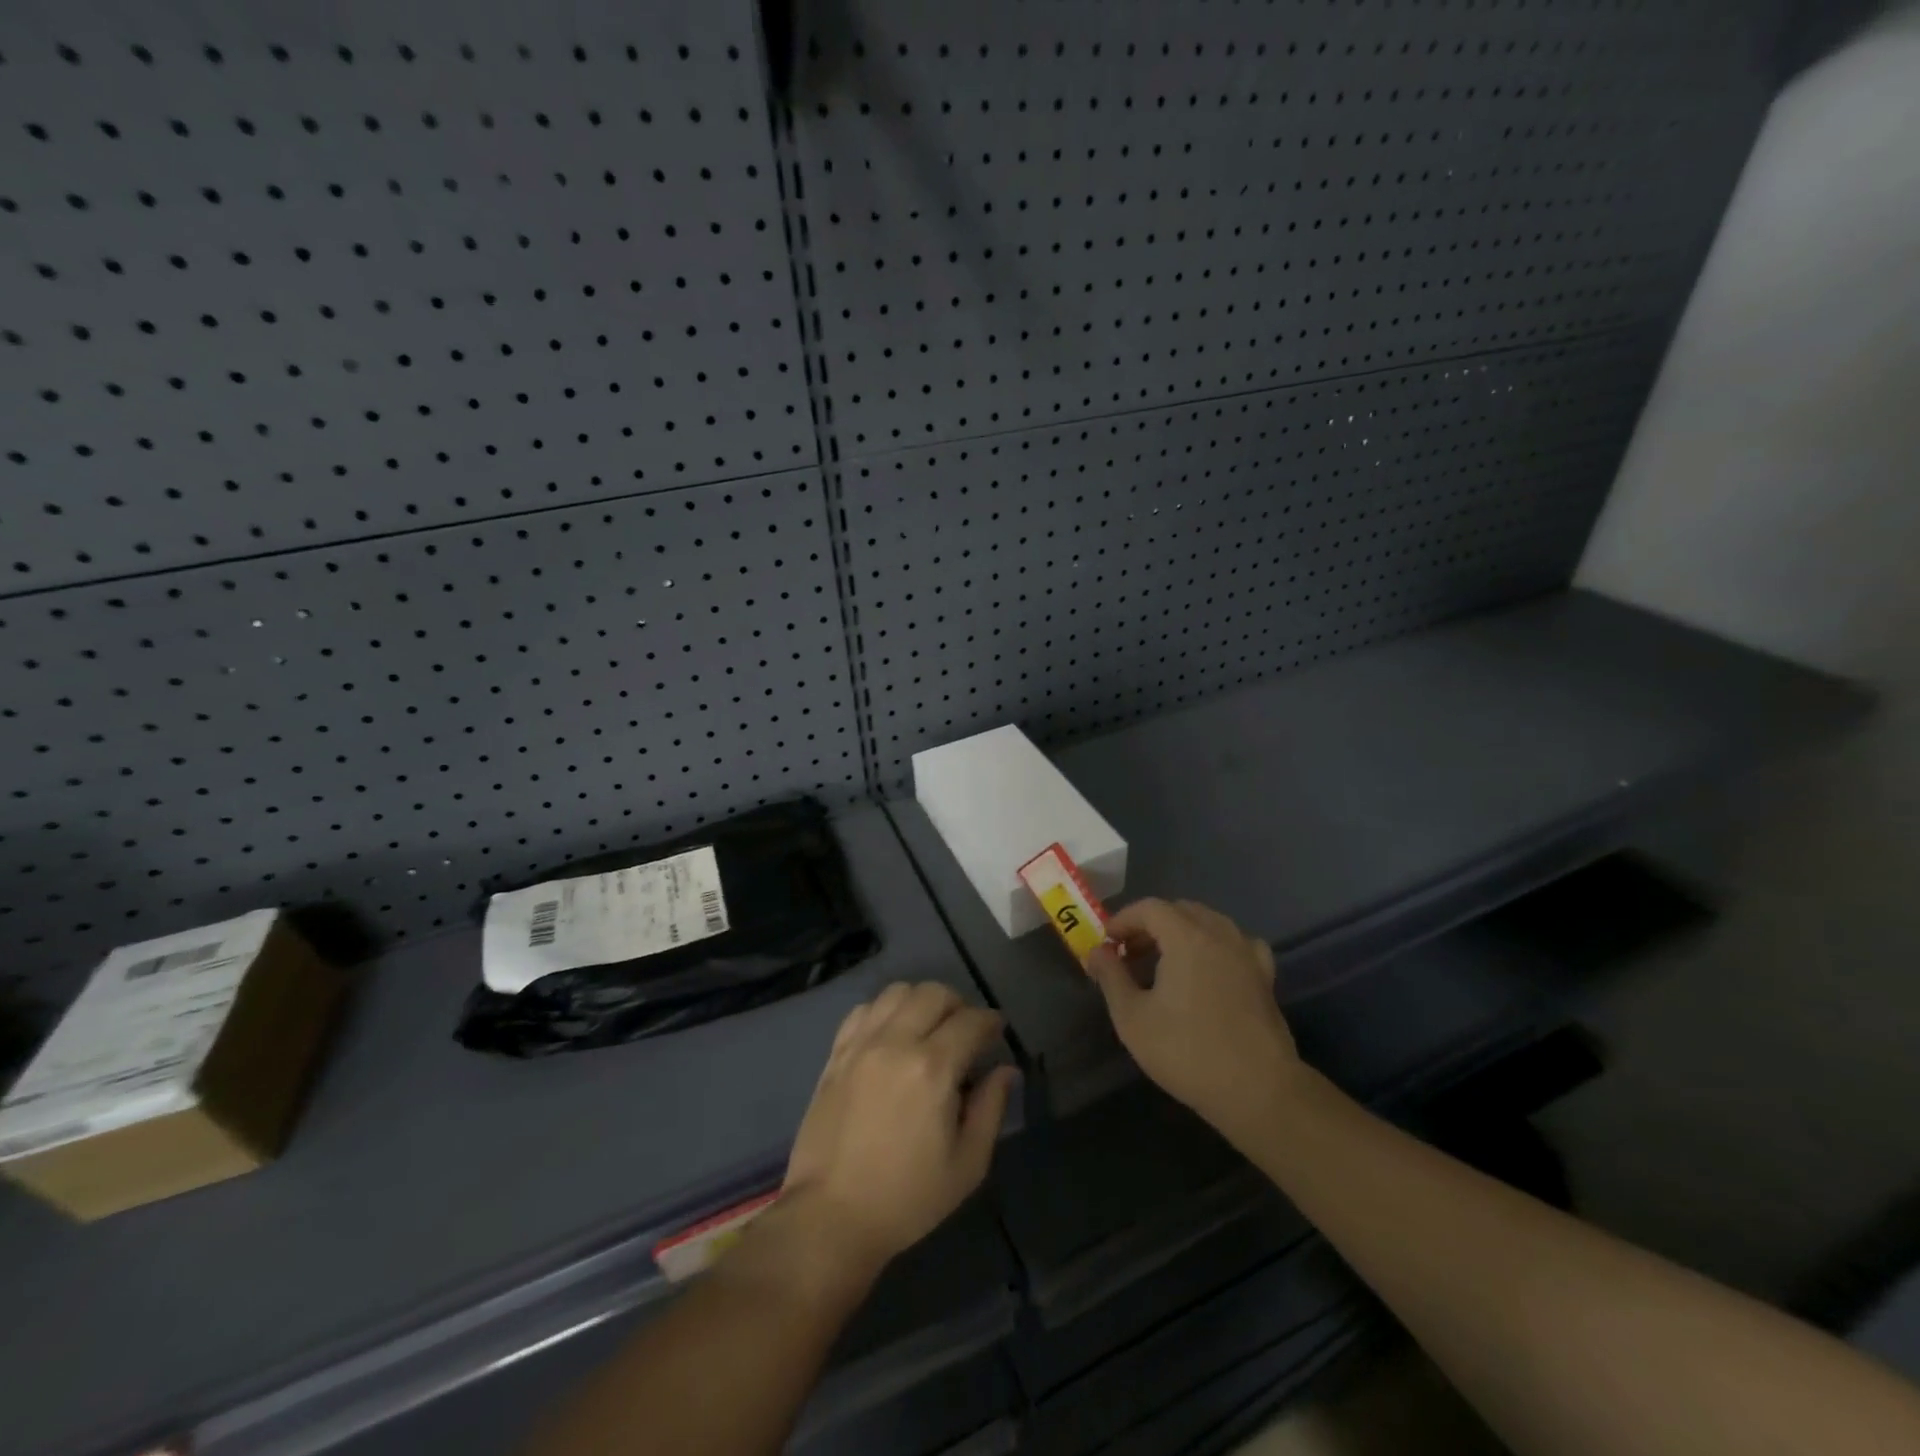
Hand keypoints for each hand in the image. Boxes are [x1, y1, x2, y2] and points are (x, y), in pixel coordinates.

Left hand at [784, 982, 1016, 1276]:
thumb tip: (1006, 1071)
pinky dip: (884, 1011)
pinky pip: (863, 1009)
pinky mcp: (836, 1054)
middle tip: (965, 1033)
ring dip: (921, 1002)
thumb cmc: (907, 1198)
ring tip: (928, 1029)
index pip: (971, 1021)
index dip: (991, 1022)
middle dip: (958, 1005)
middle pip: (934, 993)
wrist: (830, 1216)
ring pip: (897, 992)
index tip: (997, 1033)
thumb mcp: (966, 1165)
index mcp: (933, 1068)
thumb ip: (991, 1109)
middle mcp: (896, 1042)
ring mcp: (861, 1044)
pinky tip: (891, 1036)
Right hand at [1086, 898, 1300, 1142]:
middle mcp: (1220, 934)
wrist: (1258, 1091)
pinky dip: (1216, 944)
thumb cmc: (1187, 1052)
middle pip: (1180, 910)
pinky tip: (1209, 966)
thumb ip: (1111, 977)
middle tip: (1129, 953)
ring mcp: (1247, 953)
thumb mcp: (1132, 1018)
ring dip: (1182, 931)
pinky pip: (1236, 943)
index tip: (1107, 942)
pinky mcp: (1265, 976)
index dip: (1124, 919)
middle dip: (1150, 924)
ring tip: (1164, 961)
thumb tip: (1097, 952)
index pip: (1150, 908)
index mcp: (1187, 937)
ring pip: (1209, 922)